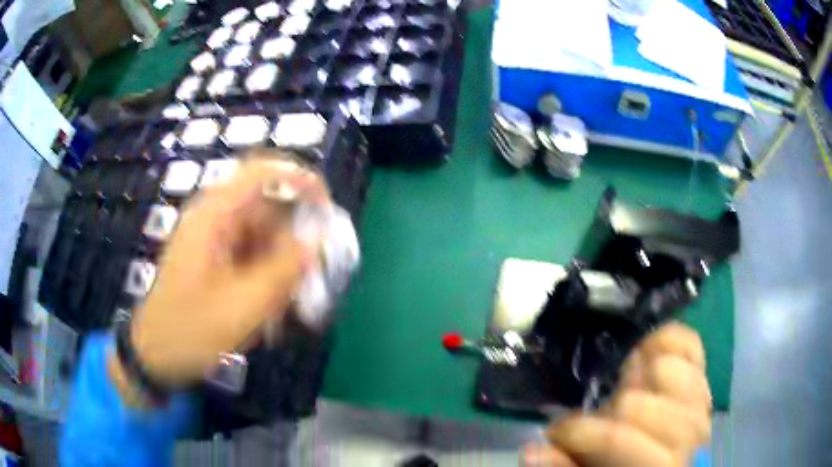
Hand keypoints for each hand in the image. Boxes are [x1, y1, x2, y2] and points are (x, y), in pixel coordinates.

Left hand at [122, 156, 327, 389]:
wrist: (155, 355)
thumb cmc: (190, 330)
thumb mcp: (242, 305)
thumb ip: (283, 271)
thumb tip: (318, 242)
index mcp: (213, 216)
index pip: (261, 173)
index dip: (299, 180)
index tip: (327, 208)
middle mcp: (213, 219)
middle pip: (266, 208)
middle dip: (293, 238)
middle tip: (311, 274)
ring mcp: (213, 240)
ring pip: (262, 235)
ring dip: (281, 264)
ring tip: (287, 301)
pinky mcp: (214, 260)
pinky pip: (251, 256)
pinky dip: (267, 276)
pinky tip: (269, 307)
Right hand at [523, 322, 711, 466]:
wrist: (673, 465)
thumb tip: (531, 449)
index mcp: (662, 465)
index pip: (616, 438)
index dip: (577, 434)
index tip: (557, 436)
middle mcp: (690, 432)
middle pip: (635, 402)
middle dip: (604, 411)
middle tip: (597, 421)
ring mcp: (701, 400)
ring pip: (664, 366)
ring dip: (635, 377)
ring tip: (624, 392)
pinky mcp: (704, 378)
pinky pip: (686, 341)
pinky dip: (662, 341)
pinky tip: (646, 359)